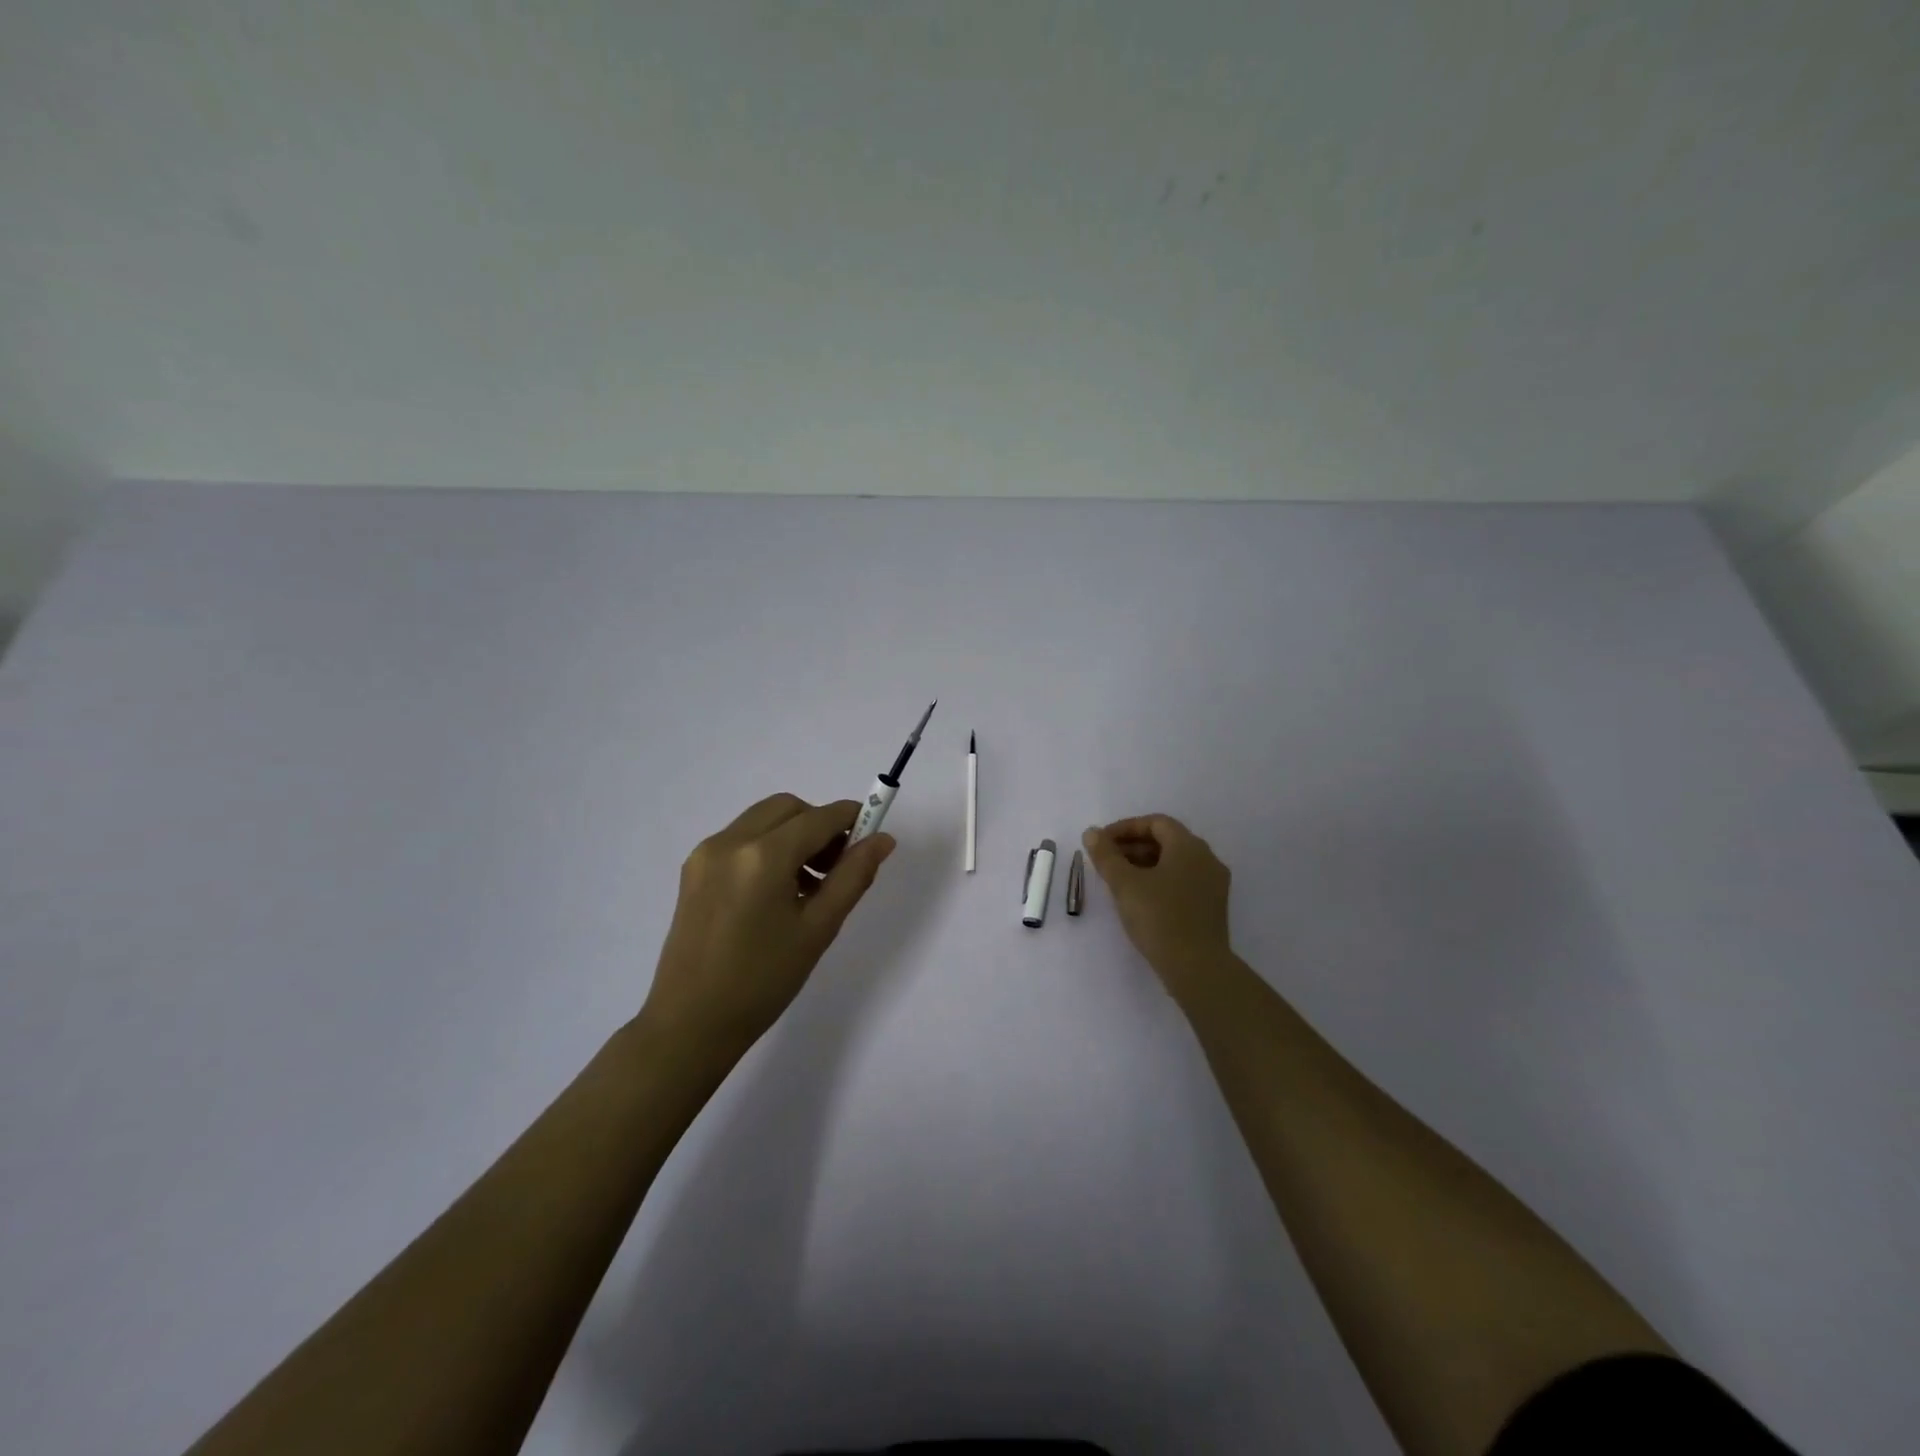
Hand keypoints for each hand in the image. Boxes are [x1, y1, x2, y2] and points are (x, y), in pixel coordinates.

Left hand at [640, 793, 894, 1056]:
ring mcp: (706, 853)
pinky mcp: (693, 869)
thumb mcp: (818, 929)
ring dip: (793, 834)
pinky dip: (767, 847)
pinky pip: (740, 838)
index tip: (872, 835)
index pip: (819, 817)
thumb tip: (882, 840)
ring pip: (763, 820)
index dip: (851, 819)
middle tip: (837, 866)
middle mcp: (730, 841)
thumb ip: (853, 876)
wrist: (690, 1023)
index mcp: (763, 856)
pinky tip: (777, 891)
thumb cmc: (763, 981)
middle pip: (788, 808)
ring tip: (809, 884)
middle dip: (819, 824)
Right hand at [1082, 814, 1233, 991]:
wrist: (1197, 968)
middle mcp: (1206, 859)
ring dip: (1145, 864)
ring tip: (1118, 880)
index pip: (1156, 823)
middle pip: (1166, 840)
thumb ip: (1106, 855)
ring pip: (1175, 862)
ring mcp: (1213, 884)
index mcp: (1189, 846)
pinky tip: (1140, 899)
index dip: (1126, 828)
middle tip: (1106, 860)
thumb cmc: (1159, 918)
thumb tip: (1092, 833)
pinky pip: (1183, 881)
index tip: (1101, 842)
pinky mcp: (1212, 907)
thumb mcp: (1124, 884)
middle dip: (1133, 846)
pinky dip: (1159, 880)